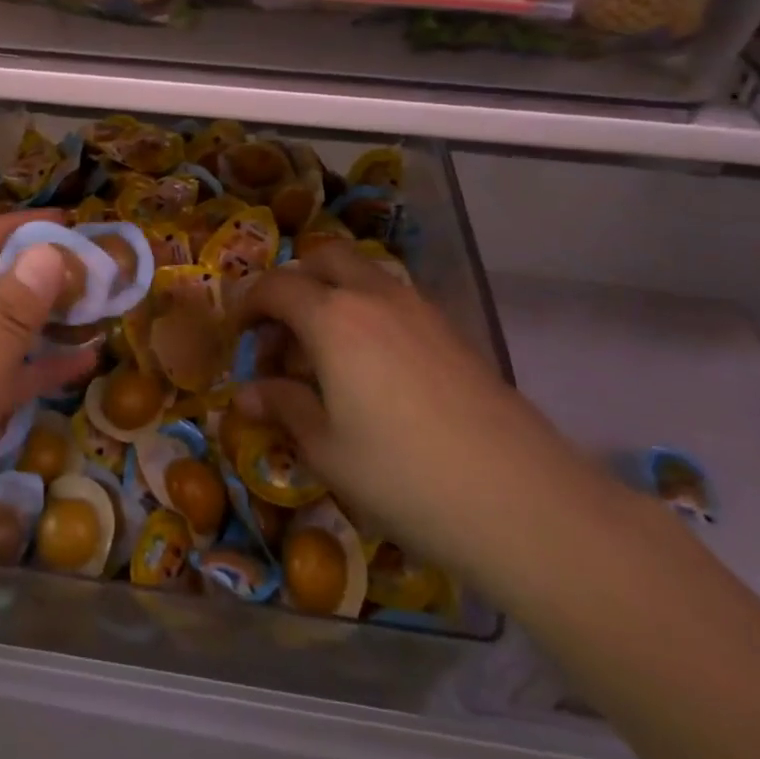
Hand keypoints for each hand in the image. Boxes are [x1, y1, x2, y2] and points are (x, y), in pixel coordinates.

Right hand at [234, 242, 585, 584]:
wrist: (521, 499)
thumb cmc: (404, 475)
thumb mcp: (327, 449)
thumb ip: (284, 408)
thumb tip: (247, 394)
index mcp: (333, 318)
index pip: (277, 286)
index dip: (249, 304)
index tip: (238, 335)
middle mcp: (375, 297)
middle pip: (324, 259)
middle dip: (293, 283)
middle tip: (281, 333)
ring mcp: (420, 310)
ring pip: (363, 274)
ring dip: (332, 295)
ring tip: (324, 354)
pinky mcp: (452, 331)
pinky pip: (393, 300)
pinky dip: (367, 312)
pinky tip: (371, 369)